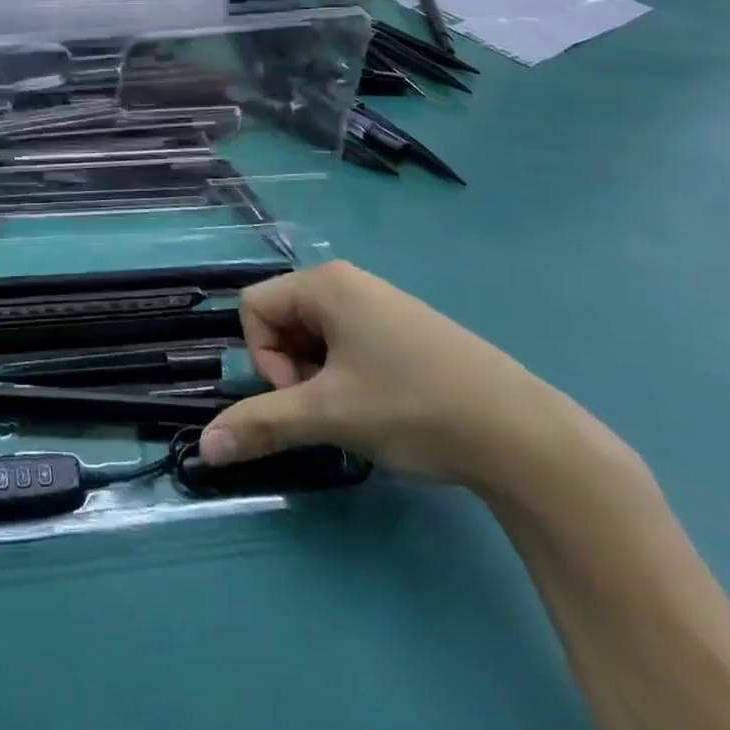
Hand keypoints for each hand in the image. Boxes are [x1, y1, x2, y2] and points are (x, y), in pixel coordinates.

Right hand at [198, 261, 581, 487]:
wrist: (524, 435)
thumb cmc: (412, 407)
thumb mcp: (329, 416)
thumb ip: (262, 423)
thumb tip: (205, 448)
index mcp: (324, 283)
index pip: (253, 307)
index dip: (263, 357)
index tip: (300, 397)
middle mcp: (348, 281)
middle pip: (284, 319)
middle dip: (291, 369)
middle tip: (328, 409)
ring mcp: (381, 304)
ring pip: (316, 335)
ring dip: (318, 377)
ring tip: (356, 413)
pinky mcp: (405, 329)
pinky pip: (349, 342)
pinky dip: (347, 376)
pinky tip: (382, 409)